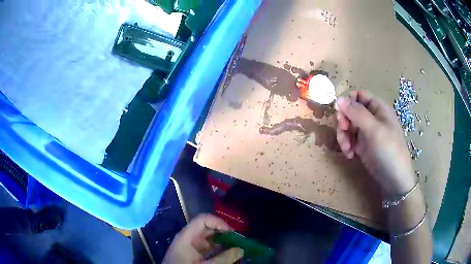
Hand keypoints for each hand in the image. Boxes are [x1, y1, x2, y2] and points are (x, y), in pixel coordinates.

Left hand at [164, 214, 243, 263]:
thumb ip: (224, 258)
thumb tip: (241, 249)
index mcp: (186, 237)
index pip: (202, 220)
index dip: (218, 223)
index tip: (232, 233)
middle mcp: (188, 239)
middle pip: (207, 229)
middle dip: (223, 234)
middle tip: (238, 242)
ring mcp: (190, 247)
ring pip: (209, 240)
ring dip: (222, 243)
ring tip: (236, 249)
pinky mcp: (193, 255)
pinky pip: (208, 249)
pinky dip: (218, 251)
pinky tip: (227, 256)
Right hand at [335, 90, 415, 195]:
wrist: (394, 179)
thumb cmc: (389, 150)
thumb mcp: (374, 129)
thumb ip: (357, 113)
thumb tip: (338, 99)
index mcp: (378, 108)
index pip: (359, 95)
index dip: (348, 101)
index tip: (339, 112)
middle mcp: (372, 118)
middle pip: (351, 111)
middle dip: (344, 121)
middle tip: (343, 131)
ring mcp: (367, 132)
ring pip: (348, 126)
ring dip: (344, 135)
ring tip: (346, 148)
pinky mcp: (363, 145)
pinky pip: (350, 139)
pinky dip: (347, 145)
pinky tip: (350, 155)